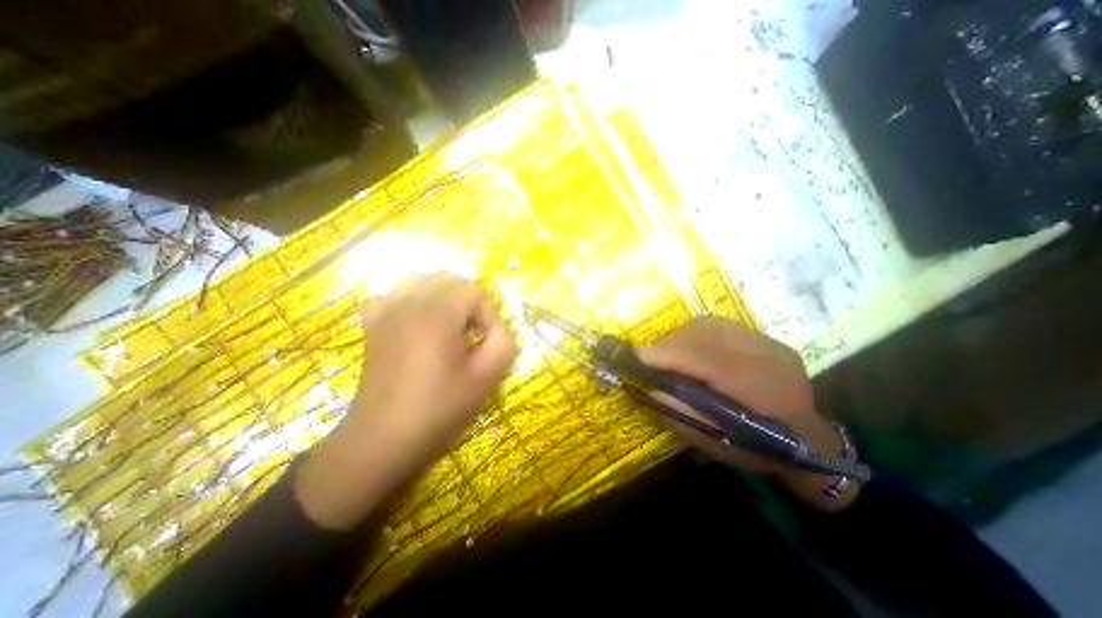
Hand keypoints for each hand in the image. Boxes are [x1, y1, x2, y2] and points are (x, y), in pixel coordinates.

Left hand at [293, 277, 517, 527]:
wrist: (383, 438)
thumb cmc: (439, 408)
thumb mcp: (486, 377)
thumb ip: (504, 342)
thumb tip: (497, 328)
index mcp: (436, 315)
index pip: (474, 291)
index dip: (488, 314)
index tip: (486, 342)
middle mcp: (407, 302)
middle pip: (450, 280)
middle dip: (469, 302)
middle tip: (472, 334)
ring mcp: (386, 310)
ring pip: (424, 281)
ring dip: (445, 298)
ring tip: (450, 326)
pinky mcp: (373, 322)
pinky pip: (399, 293)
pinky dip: (417, 300)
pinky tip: (421, 324)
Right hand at [639, 317, 860, 508]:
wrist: (810, 439)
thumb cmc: (762, 450)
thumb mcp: (720, 445)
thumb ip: (685, 415)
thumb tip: (652, 388)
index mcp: (767, 393)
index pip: (711, 361)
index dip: (671, 355)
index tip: (637, 356)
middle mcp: (769, 357)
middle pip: (707, 335)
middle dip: (668, 343)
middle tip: (646, 358)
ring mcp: (766, 341)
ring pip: (709, 325)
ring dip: (678, 337)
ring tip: (664, 354)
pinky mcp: (760, 335)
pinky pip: (715, 325)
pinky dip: (691, 334)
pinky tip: (684, 348)